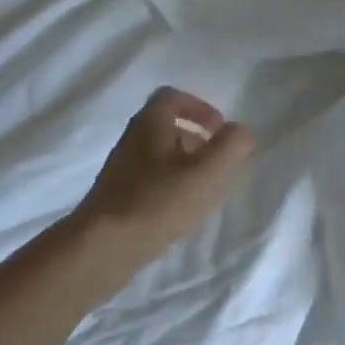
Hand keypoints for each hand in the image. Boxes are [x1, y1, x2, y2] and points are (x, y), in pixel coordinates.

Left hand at [73, 86, 254, 258]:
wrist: (103, 246)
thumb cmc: (158, 201)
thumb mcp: (207, 172)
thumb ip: (231, 146)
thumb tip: (240, 131)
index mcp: (150, 123)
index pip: (173, 97)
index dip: (201, 108)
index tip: (220, 130)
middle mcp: (132, 139)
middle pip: (167, 126)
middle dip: (196, 139)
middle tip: (218, 162)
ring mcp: (121, 169)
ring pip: (159, 155)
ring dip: (185, 165)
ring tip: (205, 190)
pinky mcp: (117, 196)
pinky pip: (150, 180)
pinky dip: (171, 186)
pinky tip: (182, 211)